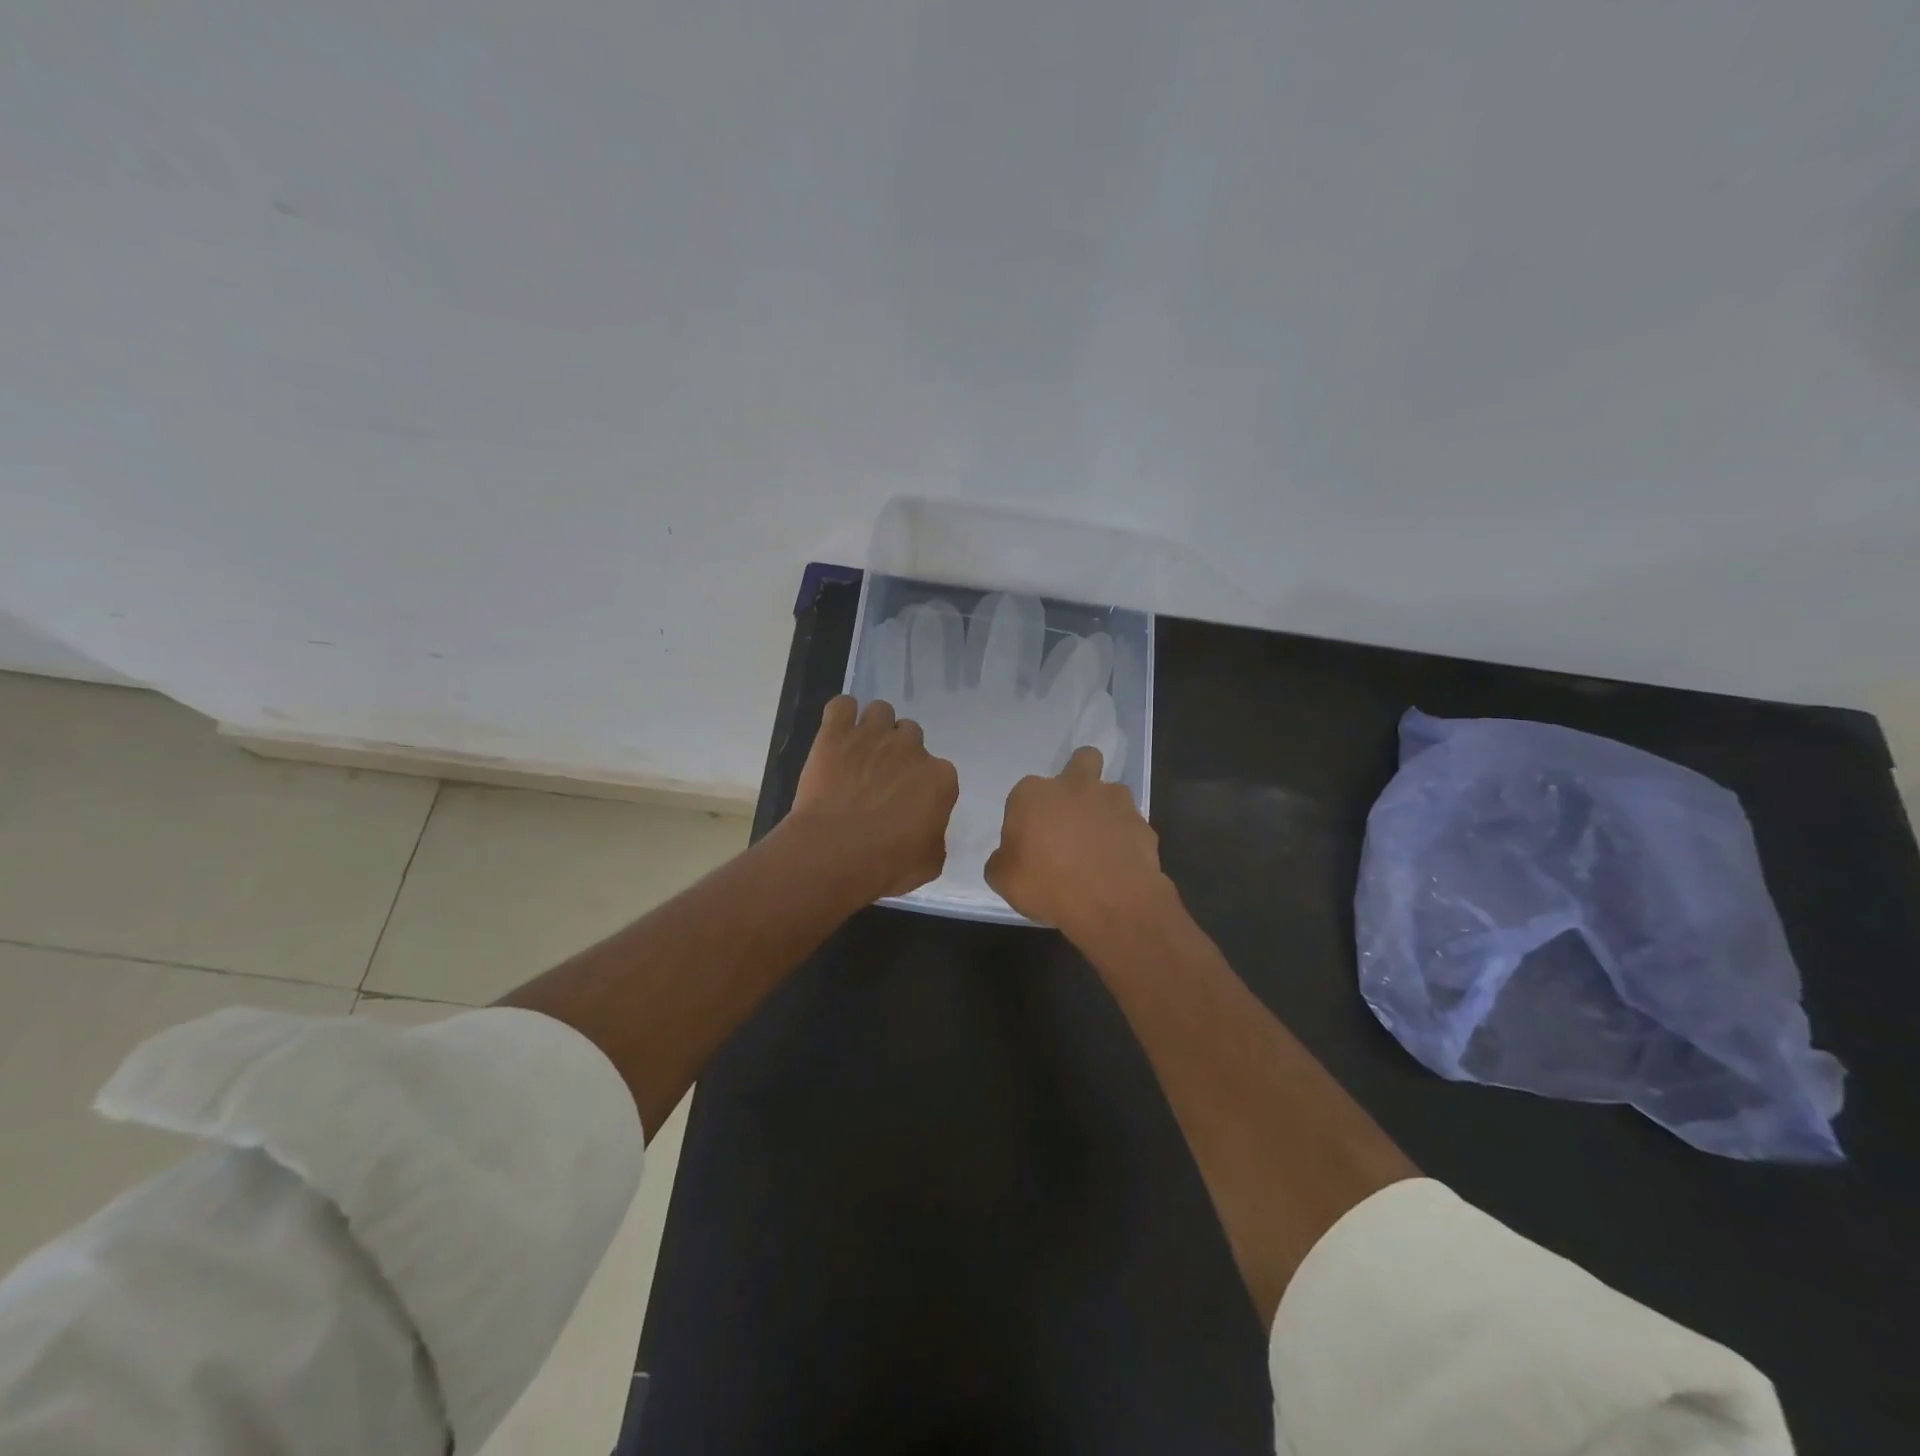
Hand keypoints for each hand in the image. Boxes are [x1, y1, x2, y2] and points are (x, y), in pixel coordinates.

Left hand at [785, 695, 959, 902]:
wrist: (834, 854)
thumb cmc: (886, 865)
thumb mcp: (929, 863)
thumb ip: (934, 837)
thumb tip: (927, 830)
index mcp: (940, 778)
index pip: (938, 772)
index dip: (921, 786)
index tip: (907, 803)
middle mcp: (911, 748)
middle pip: (910, 735)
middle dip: (898, 753)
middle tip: (880, 778)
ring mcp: (873, 735)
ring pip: (881, 711)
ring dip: (874, 728)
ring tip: (859, 752)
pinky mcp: (836, 733)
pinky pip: (842, 705)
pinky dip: (841, 716)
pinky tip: (837, 733)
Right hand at [986, 746, 1173, 939]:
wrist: (1111, 903)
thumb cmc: (1047, 885)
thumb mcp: (1003, 880)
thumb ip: (1002, 860)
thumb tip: (1009, 857)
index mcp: (1033, 794)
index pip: (1024, 794)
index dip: (1026, 817)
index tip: (1028, 842)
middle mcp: (1074, 786)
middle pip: (1081, 761)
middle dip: (1077, 777)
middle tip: (1072, 813)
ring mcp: (1113, 801)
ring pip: (1111, 790)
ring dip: (1104, 808)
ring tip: (1099, 841)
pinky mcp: (1141, 823)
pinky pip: (1130, 824)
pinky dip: (1124, 837)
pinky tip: (1118, 861)